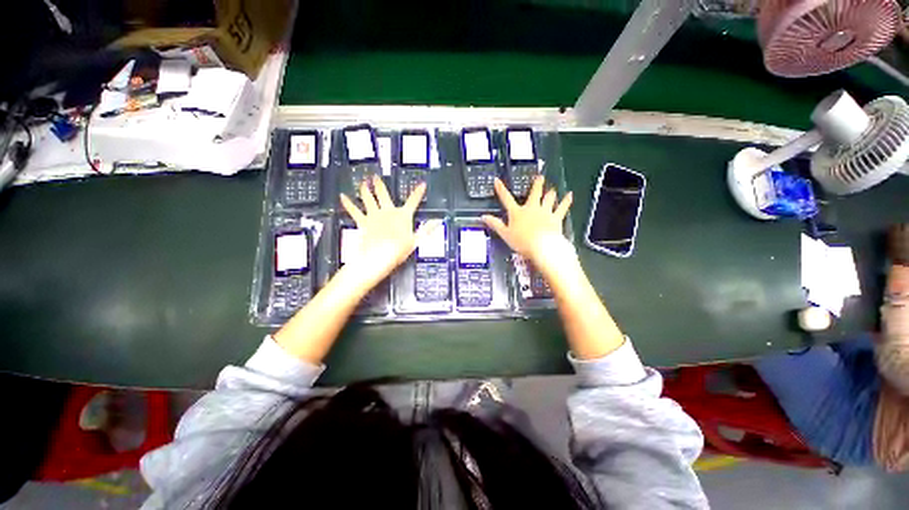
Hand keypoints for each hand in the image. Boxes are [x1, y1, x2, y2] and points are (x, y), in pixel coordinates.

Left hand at [339, 175, 436, 287]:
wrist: (379, 256)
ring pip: (368, 198)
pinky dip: (348, 203)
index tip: (422, 184)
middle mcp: (388, 211)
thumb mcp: (416, 241)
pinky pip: (354, 210)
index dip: (418, 192)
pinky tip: (343, 196)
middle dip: (380, 184)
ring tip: (363, 182)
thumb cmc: (399, 250)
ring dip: (365, 189)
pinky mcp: (363, 221)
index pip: (413, 201)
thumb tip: (437, 222)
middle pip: (383, 194)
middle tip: (375, 176)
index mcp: (403, 215)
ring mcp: (374, 215)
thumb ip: (426, 230)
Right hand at [482, 176, 573, 273]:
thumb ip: (495, 224)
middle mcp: (531, 208)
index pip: (506, 198)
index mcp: (517, 212)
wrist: (541, 247)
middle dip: (537, 184)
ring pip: (548, 198)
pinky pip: (562, 207)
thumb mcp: (505, 234)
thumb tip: (483, 217)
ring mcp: (545, 211)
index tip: (497, 180)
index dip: (501, 189)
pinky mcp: (556, 217)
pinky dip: (566, 201)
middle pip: (534, 193)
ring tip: (552, 189)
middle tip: (540, 177)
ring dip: (550, 193)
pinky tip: (570, 195)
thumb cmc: (521, 241)